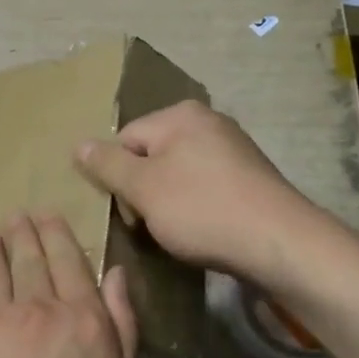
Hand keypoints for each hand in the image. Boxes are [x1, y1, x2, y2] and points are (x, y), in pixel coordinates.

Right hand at [75, 100, 321, 286]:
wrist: (280, 243)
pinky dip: (197, 207)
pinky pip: (206, 186)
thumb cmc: (202, 210)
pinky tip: (204, 230)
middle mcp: (208, 121)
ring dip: (169, 202)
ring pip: (178, 174)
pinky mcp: (250, 176)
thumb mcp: (144, 188)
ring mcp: (233, 148)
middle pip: (152, 155)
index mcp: (180, 115)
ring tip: (179, 232)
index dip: (119, 178)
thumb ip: (108, 165)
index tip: (131, 212)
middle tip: (152, 225)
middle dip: (144, 191)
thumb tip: (78, 144)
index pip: (126, 139)